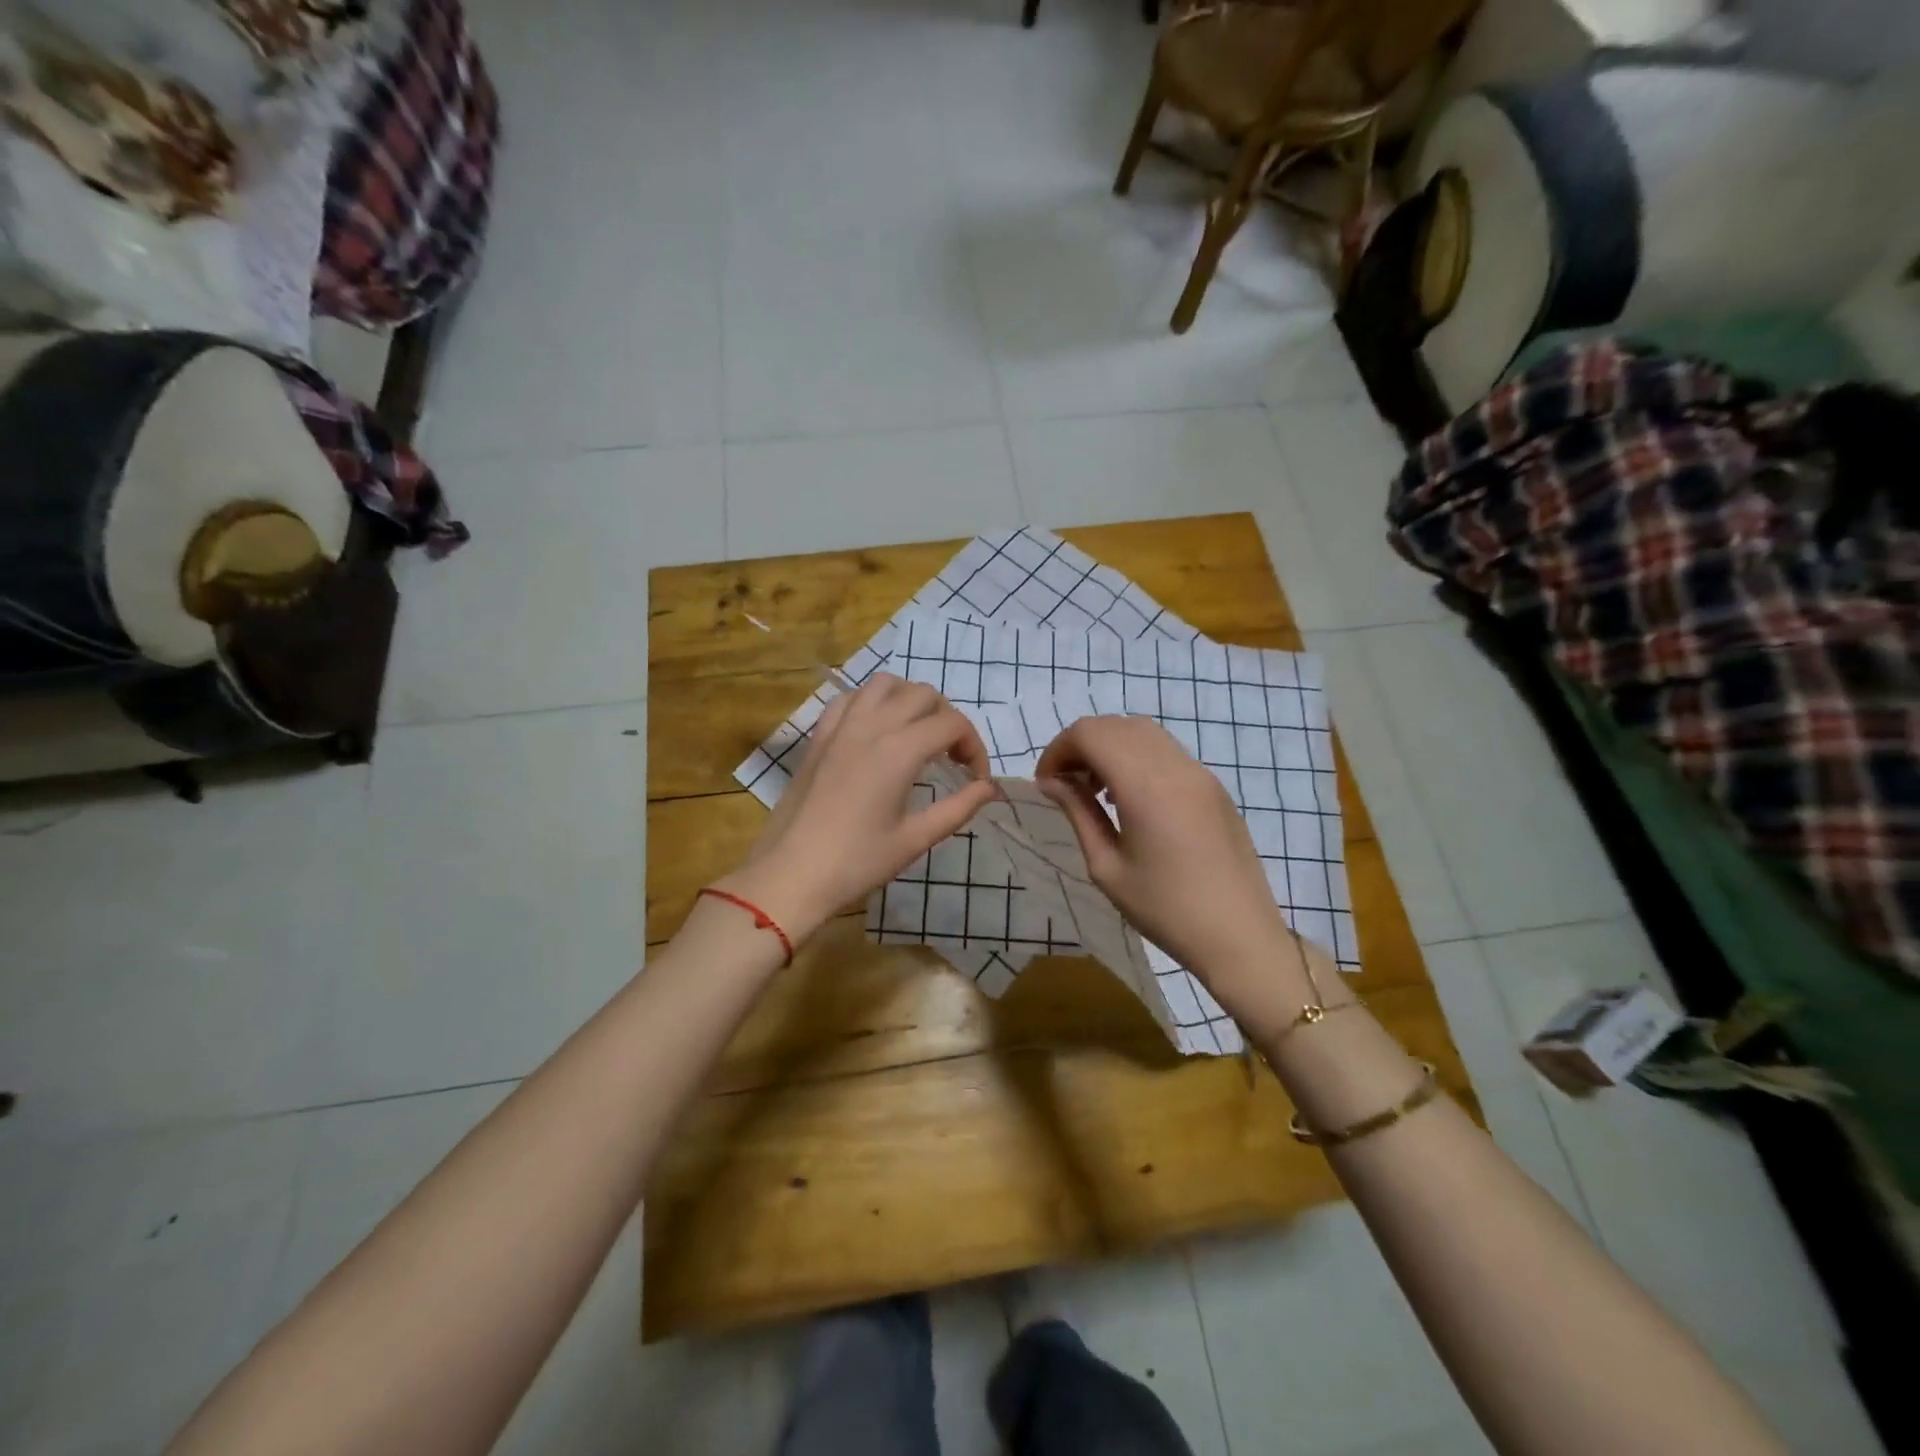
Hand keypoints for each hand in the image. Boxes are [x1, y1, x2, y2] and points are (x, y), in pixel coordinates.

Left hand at [720, 674, 997, 944]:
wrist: (791, 874)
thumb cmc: (857, 862)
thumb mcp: (915, 840)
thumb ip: (958, 808)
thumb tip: (988, 788)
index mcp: (899, 751)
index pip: (952, 724)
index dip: (974, 747)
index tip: (976, 779)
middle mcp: (871, 725)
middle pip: (924, 695)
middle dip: (948, 719)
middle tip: (952, 757)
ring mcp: (841, 727)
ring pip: (885, 684)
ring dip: (910, 700)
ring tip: (917, 734)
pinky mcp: (819, 736)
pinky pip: (850, 698)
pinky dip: (872, 703)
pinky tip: (876, 732)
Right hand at [1035, 716, 1316, 1019]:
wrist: (1240, 937)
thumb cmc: (1166, 910)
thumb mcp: (1107, 867)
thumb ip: (1078, 813)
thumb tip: (1053, 782)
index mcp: (1145, 786)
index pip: (1090, 734)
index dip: (1058, 749)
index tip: (1045, 783)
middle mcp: (1175, 767)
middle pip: (1116, 726)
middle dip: (1081, 746)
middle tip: (1065, 785)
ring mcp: (1200, 774)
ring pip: (1144, 733)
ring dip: (1110, 748)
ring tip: (1095, 791)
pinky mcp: (1214, 787)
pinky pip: (1167, 753)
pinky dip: (1137, 758)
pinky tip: (1130, 799)